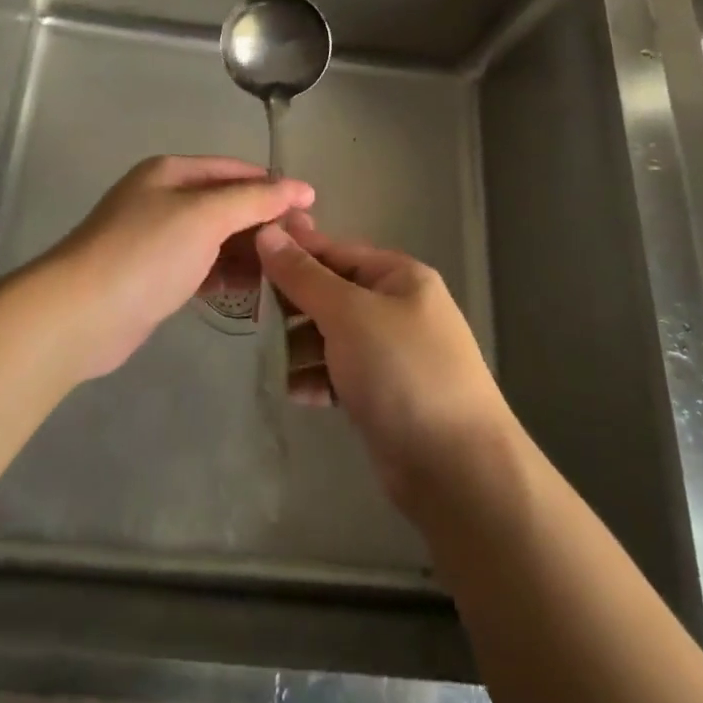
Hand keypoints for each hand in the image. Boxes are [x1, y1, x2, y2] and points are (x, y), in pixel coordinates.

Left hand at [45, 156, 313, 378]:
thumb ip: (255, 200)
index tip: (311, 212)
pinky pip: (200, 266)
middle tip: (302, 250)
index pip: (235, 171)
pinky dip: (224, 274)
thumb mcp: (205, 216)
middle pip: (226, 203)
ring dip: (246, 252)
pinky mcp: (153, 275)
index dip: (274, 188)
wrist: (79, 315)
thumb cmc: (146, 253)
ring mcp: (156, 238)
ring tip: (281, 274)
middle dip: (262, 223)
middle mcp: (163, 197)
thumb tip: (301, 187)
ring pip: (215, 238)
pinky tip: (248, 292)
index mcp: (172, 172)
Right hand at [257, 215, 512, 512]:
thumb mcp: (348, 313)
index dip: (293, 252)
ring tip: (262, 355)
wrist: (457, 471)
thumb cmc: (402, 371)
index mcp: (398, 276)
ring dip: (298, 344)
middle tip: (246, 310)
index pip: (335, 251)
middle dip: (291, 303)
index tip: (246, 256)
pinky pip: (339, 374)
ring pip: (332, 336)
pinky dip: (315, 378)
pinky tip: (290, 390)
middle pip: (331, 293)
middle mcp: (396, 308)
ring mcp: (391, 354)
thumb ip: (303, 275)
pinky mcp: (383, 396)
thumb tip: (266, 231)